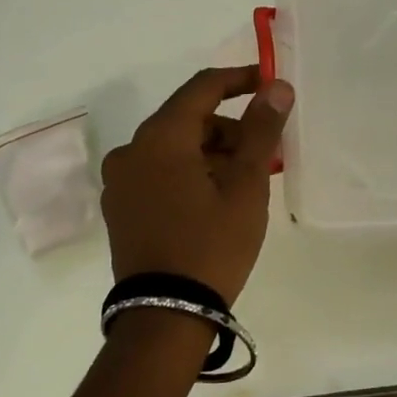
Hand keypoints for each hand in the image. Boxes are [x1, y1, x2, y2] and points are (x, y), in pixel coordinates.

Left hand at [100, 66, 294, 305]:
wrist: (165, 316)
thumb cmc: (212, 244)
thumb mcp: (246, 184)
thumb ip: (261, 129)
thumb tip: (276, 87)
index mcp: (160, 137)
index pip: (202, 88)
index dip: (239, 79)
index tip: (268, 83)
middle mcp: (131, 150)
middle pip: (187, 118)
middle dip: (229, 127)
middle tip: (264, 150)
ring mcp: (120, 181)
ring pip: (173, 147)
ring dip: (211, 151)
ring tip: (244, 180)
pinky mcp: (120, 208)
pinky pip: (159, 172)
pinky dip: (190, 171)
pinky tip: (215, 197)